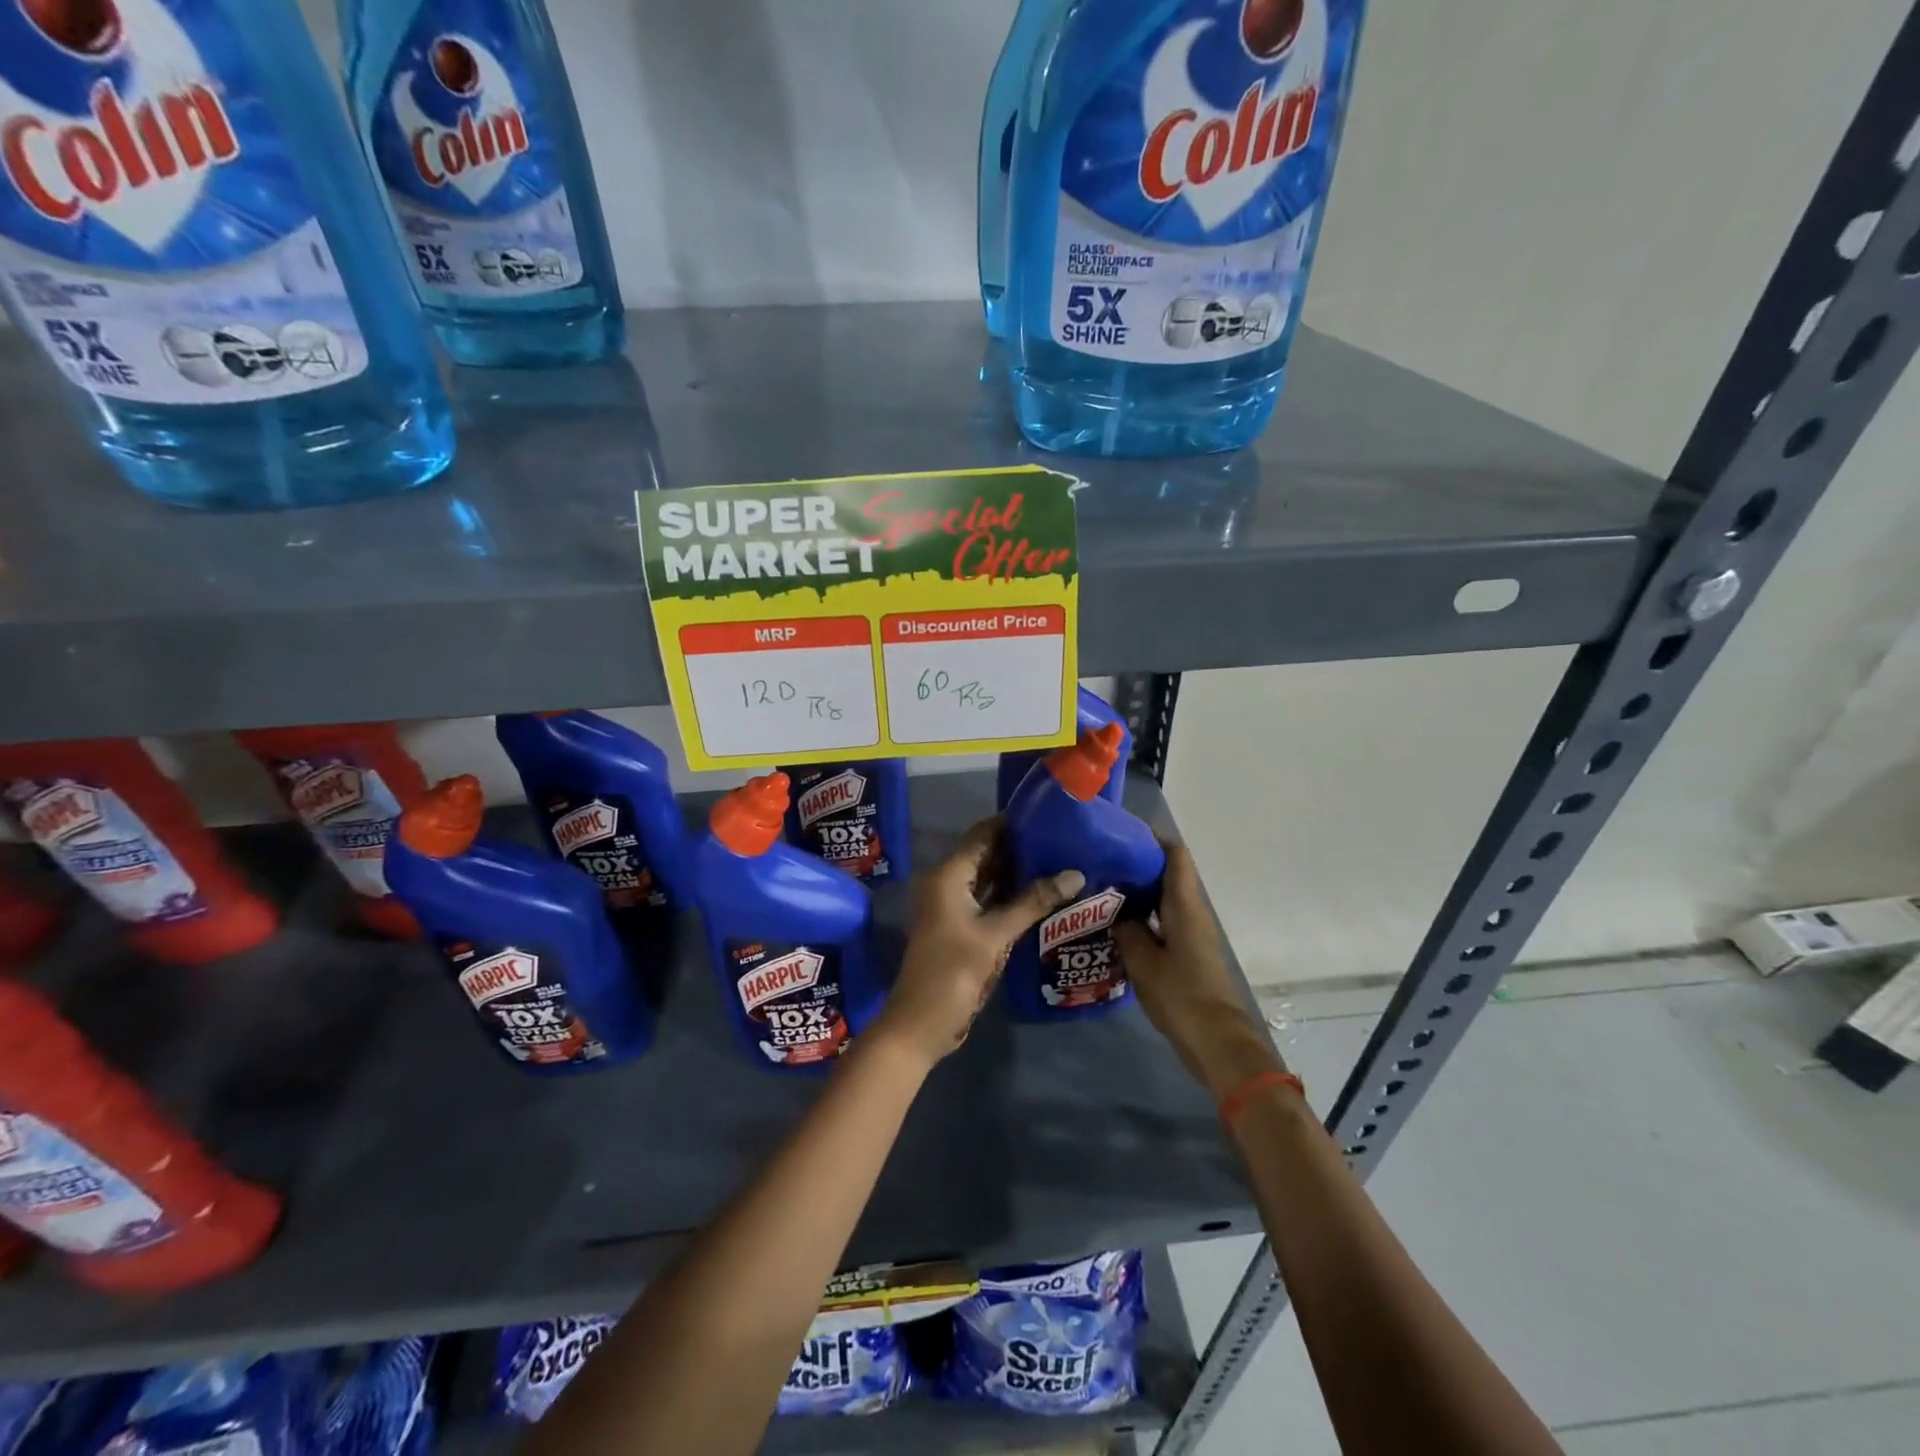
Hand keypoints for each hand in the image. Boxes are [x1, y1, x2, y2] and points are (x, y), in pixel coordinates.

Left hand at [875, 817, 1084, 1065]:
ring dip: (1019, 873)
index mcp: (948, 875)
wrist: (921, 1024)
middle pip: (987, 854)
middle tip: (1064, 840)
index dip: (1013, 823)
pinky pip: (989, 901)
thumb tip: (1076, 873)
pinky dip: (1012, 896)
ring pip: (989, 879)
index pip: (983, 834)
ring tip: (1061, 861)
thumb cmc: (953, 972)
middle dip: (1022, 848)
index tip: (1049, 815)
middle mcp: (947, 884)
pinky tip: (1044, 895)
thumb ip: (1034, 902)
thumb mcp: (996, 935)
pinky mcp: (962, 928)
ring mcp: (954, 907)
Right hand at [1114, 843, 1284, 1102]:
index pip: (1174, 855)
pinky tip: (1116, 927)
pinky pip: (1164, 922)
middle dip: (1136, 866)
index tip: (1120, 834)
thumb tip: (1117, 913)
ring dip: (1138, 894)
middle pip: (1167, 875)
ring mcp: (1192, 934)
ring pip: (1164, 900)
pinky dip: (1143, 918)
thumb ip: (1127, 931)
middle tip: (1100, 863)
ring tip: (1101, 892)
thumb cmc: (1181, 996)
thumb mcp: (1143, 962)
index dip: (1151, 839)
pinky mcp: (1189, 954)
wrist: (1217, 1043)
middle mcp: (1192, 913)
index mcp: (1184, 906)